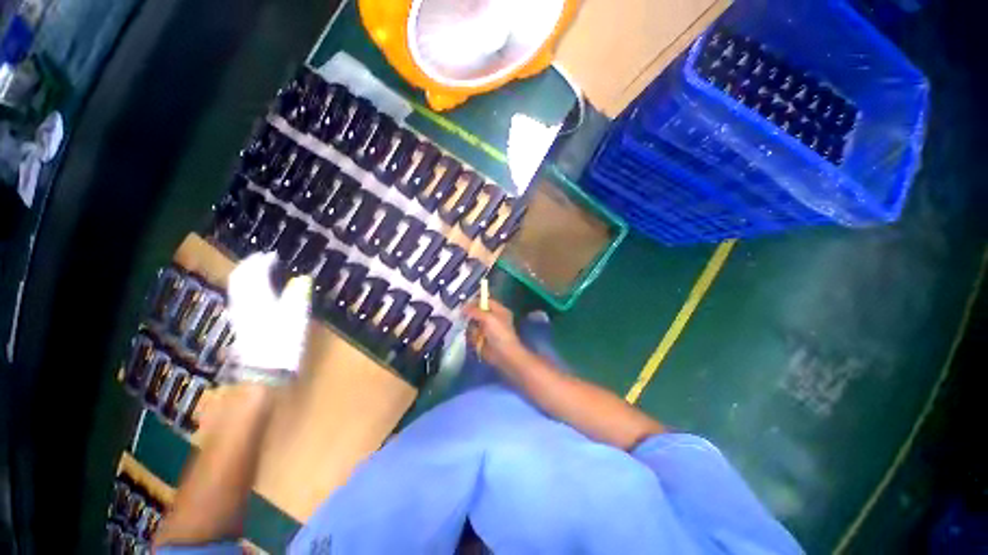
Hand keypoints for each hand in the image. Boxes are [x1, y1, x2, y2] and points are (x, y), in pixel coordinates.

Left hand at [225, 252, 310, 380]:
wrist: (265, 370)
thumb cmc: (284, 342)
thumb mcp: (296, 317)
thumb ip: (298, 295)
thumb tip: (303, 279)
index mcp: (258, 299)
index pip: (253, 273)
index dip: (261, 261)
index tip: (273, 254)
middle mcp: (243, 302)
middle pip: (239, 278)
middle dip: (249, 265)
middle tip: (262, 258)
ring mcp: (239, 313)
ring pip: (236, 287)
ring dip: (246, 275)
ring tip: (258, 270)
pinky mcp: (240, 323)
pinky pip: (239, 296)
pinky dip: (245, 287)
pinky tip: (255, 290)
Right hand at [463, 300, 530, 371]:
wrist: (504, 355)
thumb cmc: (499, 333)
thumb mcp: (488, 318)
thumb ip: (475, 311)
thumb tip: (463, 308)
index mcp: (499, 310)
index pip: (486, 301)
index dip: (475, 301)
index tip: (464, 304)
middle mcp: (493, 318)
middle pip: (478, 312)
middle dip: (470, 314)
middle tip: (461, 316)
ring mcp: (488, 329)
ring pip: (474, 323)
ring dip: (471, 327)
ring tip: (471, 331)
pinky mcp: (483, 339)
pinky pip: (473, 334)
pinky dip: (472, 336)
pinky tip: (474, 339)